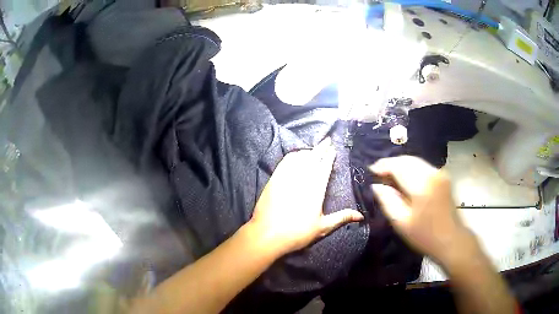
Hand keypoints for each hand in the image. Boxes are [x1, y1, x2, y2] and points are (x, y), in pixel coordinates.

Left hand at [248, 138, 363, 255]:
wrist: (267, 235)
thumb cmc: (297, 233)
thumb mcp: (322, 227)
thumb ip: (341, 218)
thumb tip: (361, 216)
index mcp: (316, 189)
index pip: (325, 166)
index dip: (330, 156)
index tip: (333, 148)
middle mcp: (302, 178)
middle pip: (313, 157)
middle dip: (322, 148)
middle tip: (327, 140)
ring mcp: (286, 177)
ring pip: (299, 157)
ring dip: (308, 151)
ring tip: (314, 150)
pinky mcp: (274, 179)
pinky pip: (285, 161)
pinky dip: (293, 156)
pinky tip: (296, 156)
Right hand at [370, 156, 469, 263]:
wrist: (451, 240)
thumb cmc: (425, 236)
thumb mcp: (401, 222)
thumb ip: (387, 201)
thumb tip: (376, 186)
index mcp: (421, 184)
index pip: (398, 165)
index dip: (383, 165)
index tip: (370, 171)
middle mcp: (432, 173)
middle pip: (407, 159)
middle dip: (391, 164)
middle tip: (378, 174)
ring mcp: (439, 173)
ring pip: (415, 161)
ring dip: (401, 166)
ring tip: (389, 177)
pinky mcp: (443, 177)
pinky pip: (423, 167)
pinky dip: (411, 169)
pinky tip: (405, 180)